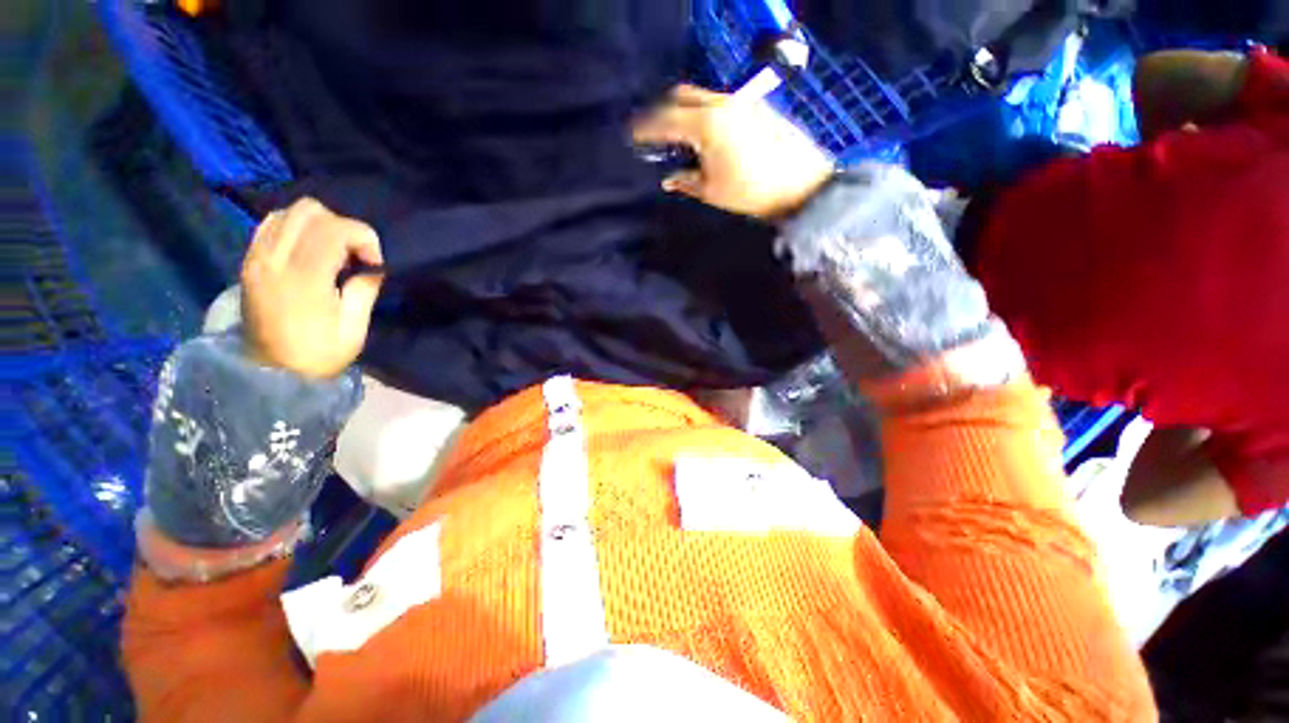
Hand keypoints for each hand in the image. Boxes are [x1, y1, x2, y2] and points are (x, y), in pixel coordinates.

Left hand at [241, 198, 383, 378]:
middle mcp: (274, 260)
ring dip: (319, 225)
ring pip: (289, 212)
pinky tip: (310, 251)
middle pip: (309, 211)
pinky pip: (272, 225)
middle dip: (342, 226)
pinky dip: (296, 228)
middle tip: (354, 254)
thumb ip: (365, 290)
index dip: (364, 237)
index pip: (334, 229)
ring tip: (333, 252)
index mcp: (303, 279)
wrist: (269, 374)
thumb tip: (373, 266)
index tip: (375, 262)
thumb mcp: (354, 328)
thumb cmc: (318, 355)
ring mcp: (256, 258)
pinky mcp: (249, 261)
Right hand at [632, 84, 833, 219]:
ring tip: (676, 133)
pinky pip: (719, 102)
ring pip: (701, 96)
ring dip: (684, 109)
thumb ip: (685, 180)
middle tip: (653, 131)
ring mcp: (741, 101)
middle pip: (682, 95)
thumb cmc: (750, 192)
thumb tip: (669, 177)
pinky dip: (703, 112)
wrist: (800, 184)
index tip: (632, 136)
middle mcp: (721, 103)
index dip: (646, 128)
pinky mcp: (755, 107)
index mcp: (706, 123)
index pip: (665, 119)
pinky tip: (703, 133)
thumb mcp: (711, 190)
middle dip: (662, 110)